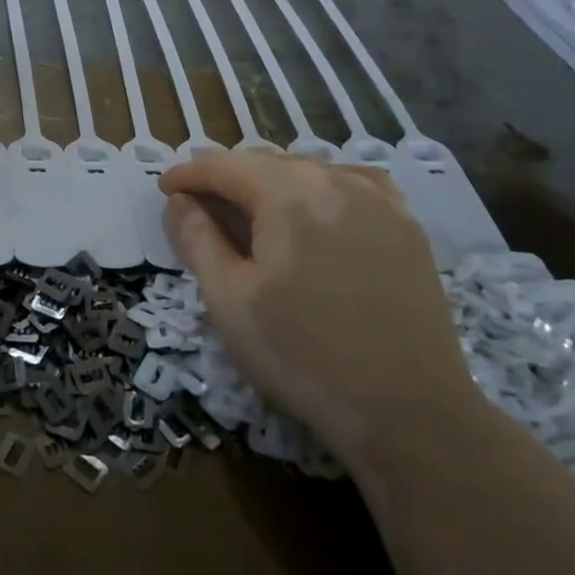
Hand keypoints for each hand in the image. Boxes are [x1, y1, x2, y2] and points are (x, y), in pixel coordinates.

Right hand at [159, 150, 480, 467]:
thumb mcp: (229, 299)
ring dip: (271, 182)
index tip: (165, 190)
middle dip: (226, 178)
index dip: (188, 175)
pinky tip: (317, 210)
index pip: (223, 165)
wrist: (409, 412)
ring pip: (309, 170)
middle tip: (200, 206)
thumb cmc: (302, 355)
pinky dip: (321, 188)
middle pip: (265, 162)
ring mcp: (378, 201)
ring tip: (251, 211)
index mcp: (287, 193)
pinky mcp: (407, 227)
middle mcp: (334, 180)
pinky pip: (353, 185)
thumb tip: (179, 201)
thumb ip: (197, 239)